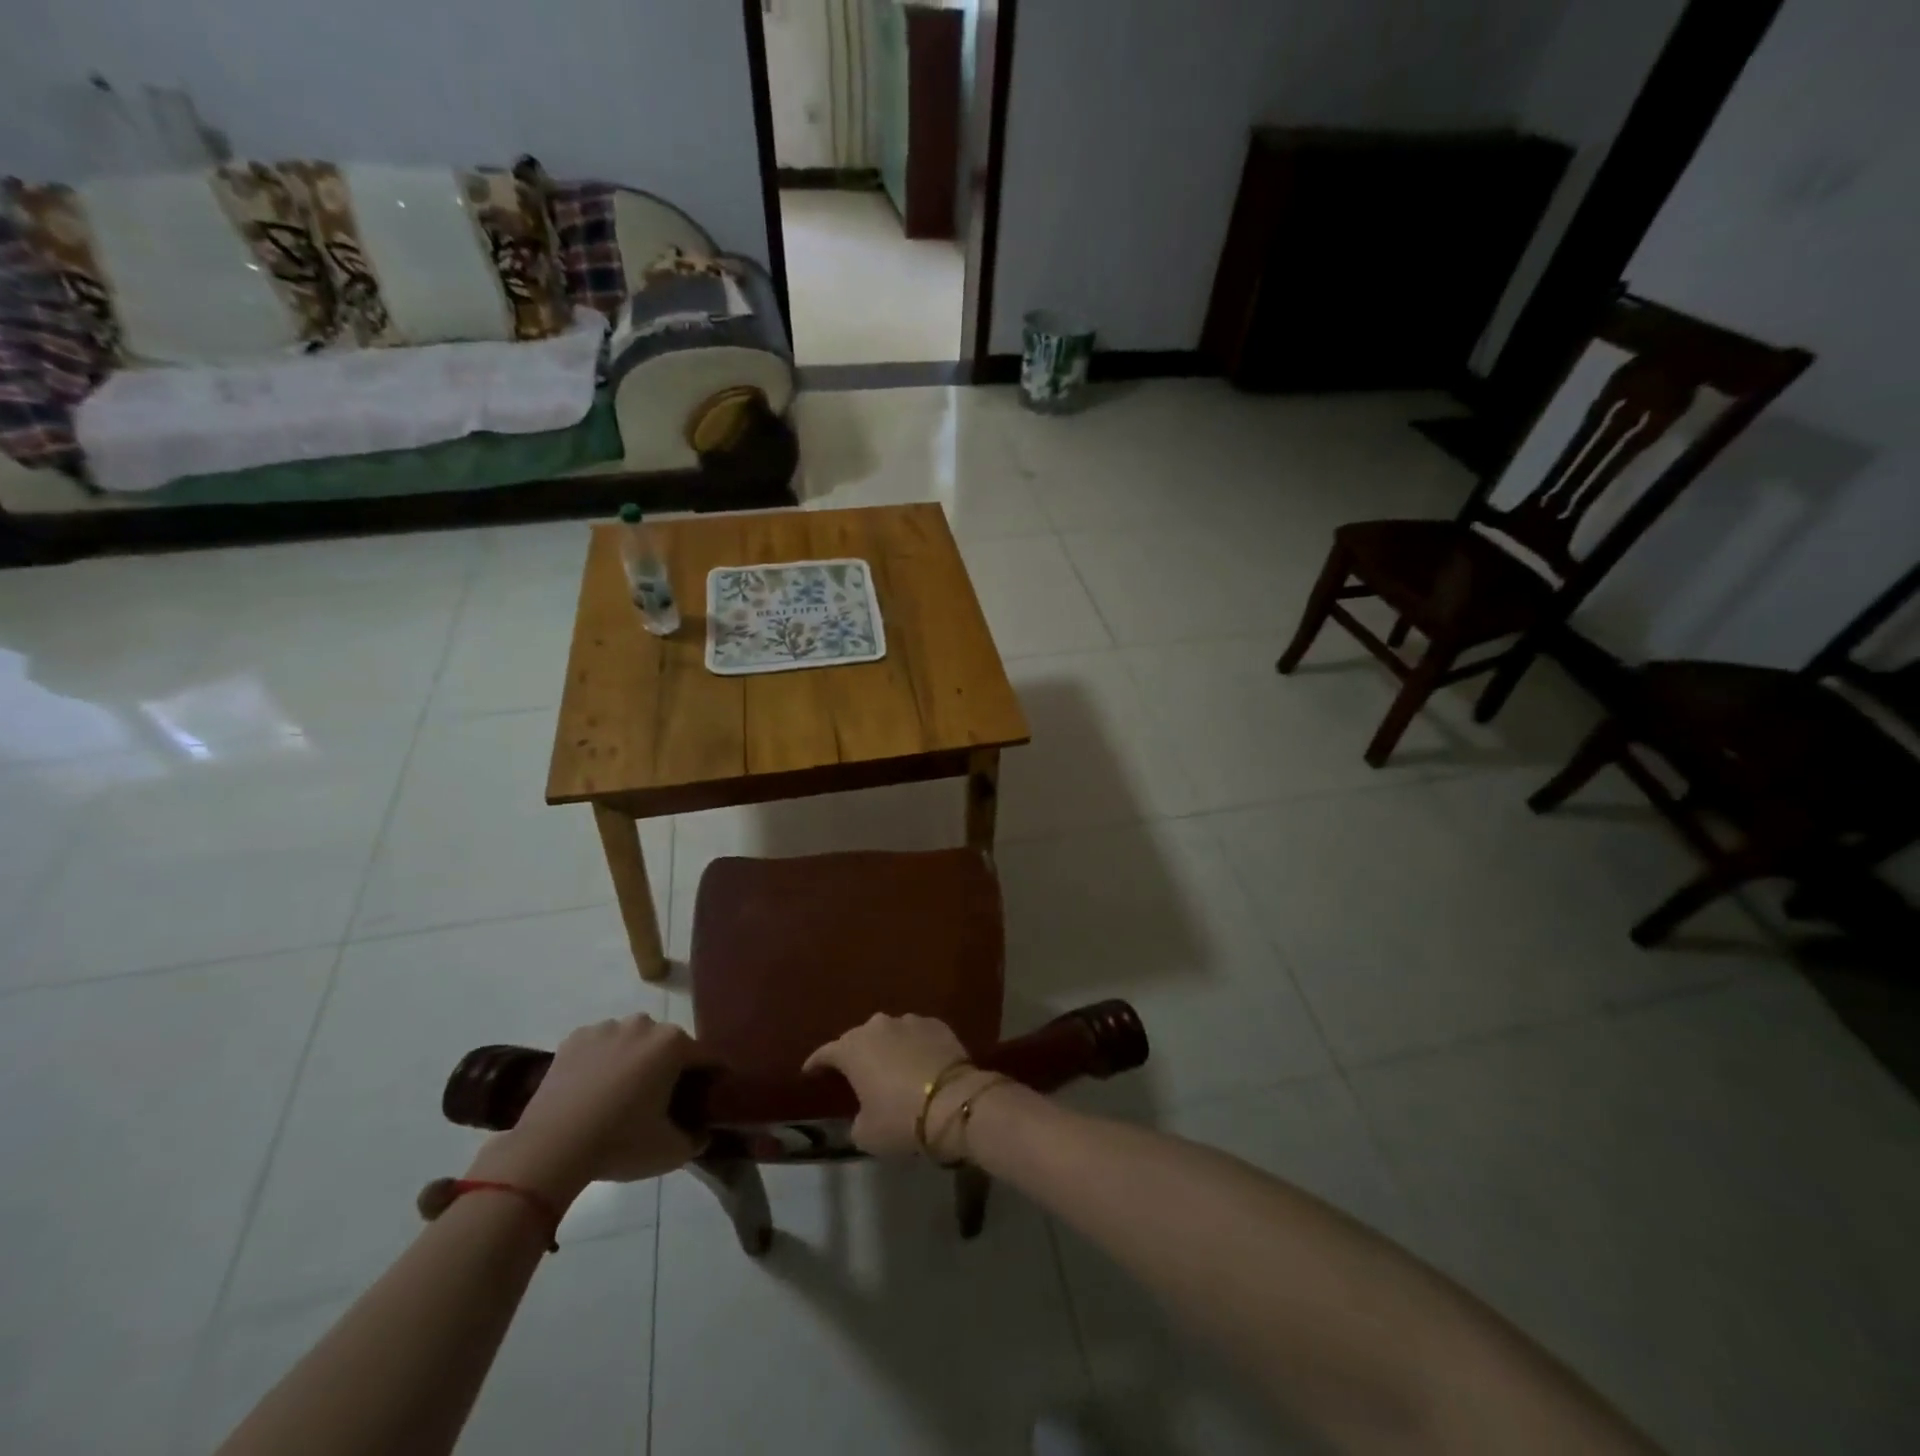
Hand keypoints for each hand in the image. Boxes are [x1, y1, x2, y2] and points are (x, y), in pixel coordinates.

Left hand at [467, 1014, 705, 1206]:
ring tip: (620, 1095)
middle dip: (670, 1067)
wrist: (549, 1149)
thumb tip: (702, 1134)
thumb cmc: (620, 1143)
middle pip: (668, 1045)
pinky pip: (600, 1045)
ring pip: (633, 1041)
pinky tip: (592, 1089)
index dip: (711, 1078)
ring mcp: (606, 1028)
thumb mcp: (670, 1152)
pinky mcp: (574, 1038)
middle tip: (660, 1101)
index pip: (706, 1057)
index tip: (707, 1098)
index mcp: (673, 1043)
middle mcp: (644, 1024)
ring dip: (634, 1059)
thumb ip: (696, 1139)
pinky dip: (602, 1060)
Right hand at [803, 1013, 988, 1157]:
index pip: (826, 1053)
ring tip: (892, 1067)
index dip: (816, 1063)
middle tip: (857, 1073)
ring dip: (888, 1048)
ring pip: (891, 1033)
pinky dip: (915, 1046)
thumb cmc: (900, 1118)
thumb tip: (864, 1113)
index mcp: (853, 1048)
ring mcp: (910, 1021)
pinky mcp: (937, 1024)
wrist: (953, 1102)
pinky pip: (918, 1035)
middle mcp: (878, 1026)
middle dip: (856, 1054)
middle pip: (860, 1038)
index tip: (810, 1071)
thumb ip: (857, 1118)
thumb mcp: (866, 1133)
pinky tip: (920, 1062)